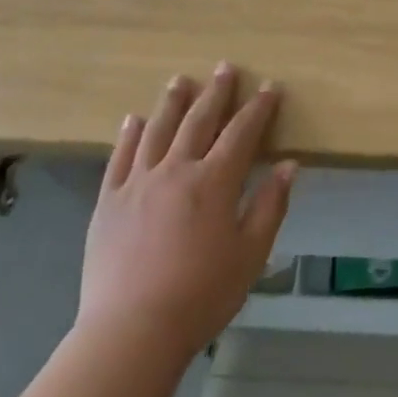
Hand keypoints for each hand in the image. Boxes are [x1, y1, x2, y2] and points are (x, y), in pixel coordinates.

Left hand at [78, 65, 295, 360]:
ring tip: (180, 80)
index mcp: (214, 182)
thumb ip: (269, 205)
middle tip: (224, 67)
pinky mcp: (108, 200)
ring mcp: (137, 182)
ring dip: (172, 102)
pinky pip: (120, 157)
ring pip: (157, 130)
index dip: (258, 108)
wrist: (132, 329)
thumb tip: (289, 165)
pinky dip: (129, 134)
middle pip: (199, 120)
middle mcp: (175, 170)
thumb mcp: (250, 254)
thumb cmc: (202, 294)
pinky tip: (134, 119)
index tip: (270, 87)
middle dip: (216, 92)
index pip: (241, 133)